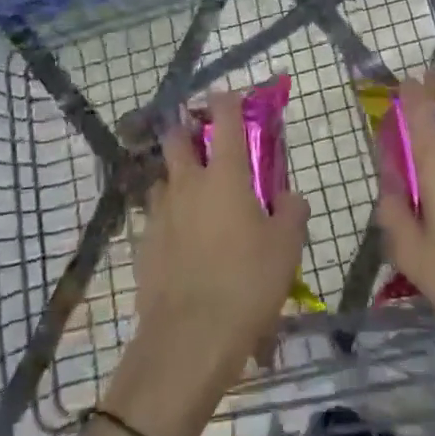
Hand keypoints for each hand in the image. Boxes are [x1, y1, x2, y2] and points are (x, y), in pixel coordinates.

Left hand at [131, 90, 309, 387]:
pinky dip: (168, 216)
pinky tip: (181, 239)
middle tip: (206, 142)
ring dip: (176, 176)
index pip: (225, 118)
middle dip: (189, 131)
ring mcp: (160, 213)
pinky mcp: (143, 244)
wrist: (188, 340)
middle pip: (177, 138)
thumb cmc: (246, 284)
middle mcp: (188, 183)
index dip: (227, 100)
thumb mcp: (286, 248)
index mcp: (225, 175)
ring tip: (193, 195)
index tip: (230, 95)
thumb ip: (291, 212)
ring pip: (162, 177)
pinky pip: (155, 216)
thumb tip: (287, 197)